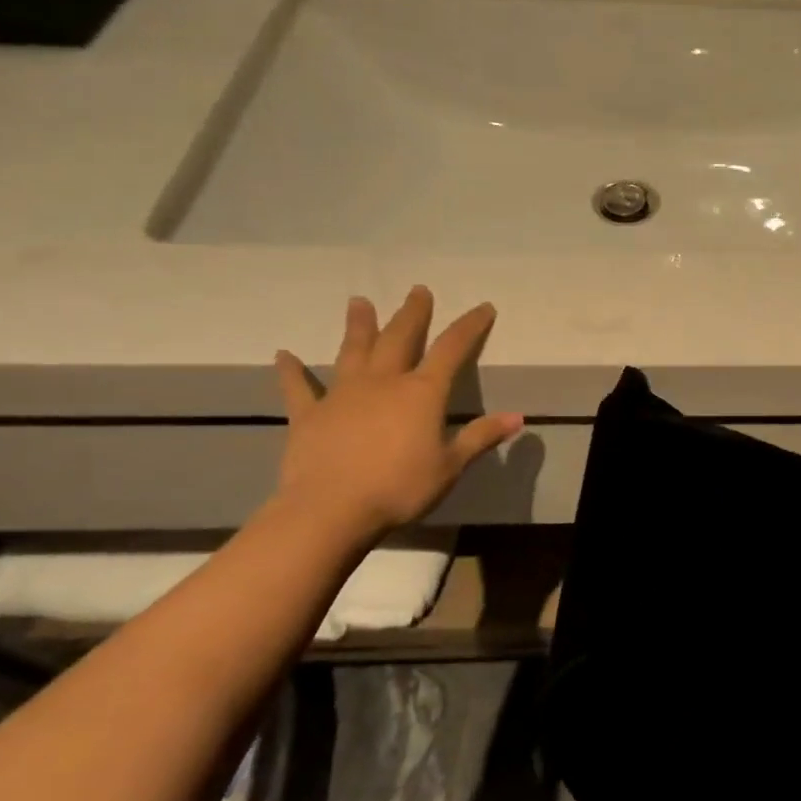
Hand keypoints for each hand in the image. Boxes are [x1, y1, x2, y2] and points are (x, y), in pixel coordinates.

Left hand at [272, 287, 523, 540]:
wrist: (330, 510)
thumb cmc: (400, 488)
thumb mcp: (450, 466)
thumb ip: (480, 437)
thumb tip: (517, 417)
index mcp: (422, 393)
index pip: (452, 349)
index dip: (470, 326)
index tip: (483, 307)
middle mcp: (383, 382)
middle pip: (400, 338)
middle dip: (413, 314)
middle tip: (418, 290)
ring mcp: (342, 395)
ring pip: (353, 351)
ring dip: (358, 326)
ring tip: (359, 302)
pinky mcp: (309, 415)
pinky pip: (299, 388)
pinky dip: (291, 371)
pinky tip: (283, 355)